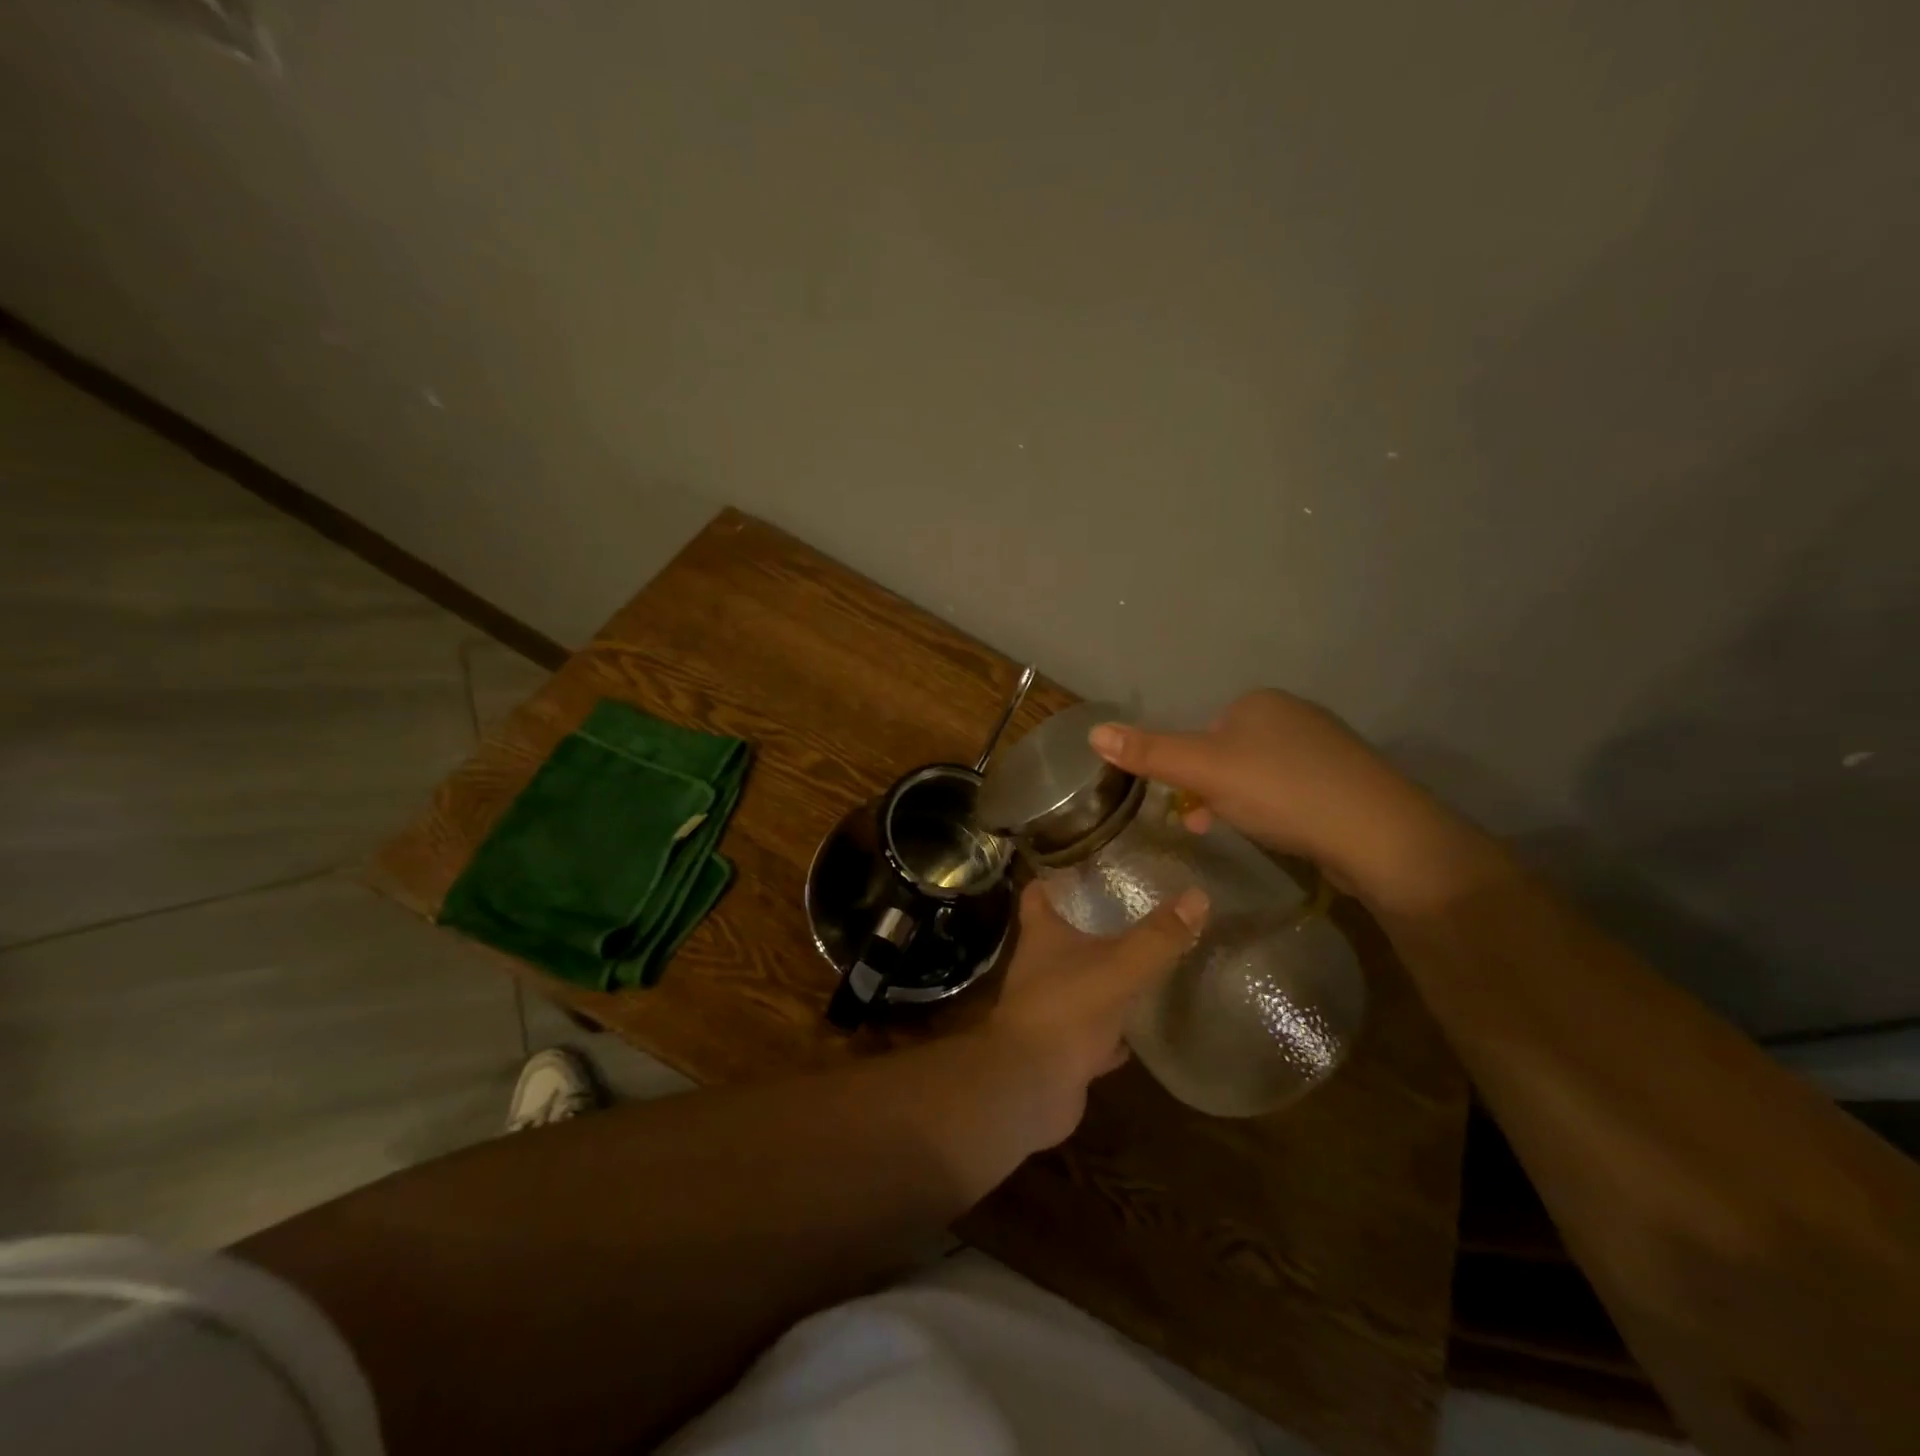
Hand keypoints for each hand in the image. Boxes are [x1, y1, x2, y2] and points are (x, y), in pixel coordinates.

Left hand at [980, 881, 1206, 1149]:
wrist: (1032, 1087)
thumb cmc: (1066, 1011)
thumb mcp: (1118, 967)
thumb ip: (1157, 937)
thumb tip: (1198, 895)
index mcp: (1042, 936)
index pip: (1038, 893)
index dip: (1054, 876)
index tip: (1083, 860)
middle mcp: (1040, 968)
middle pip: (1061, 936)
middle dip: (1089, 923)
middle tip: (1132, 907)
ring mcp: (1051, 1009)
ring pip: (1079, 982)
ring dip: (1104, 974)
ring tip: (1143, 958)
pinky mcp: (1063, 1047)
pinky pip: (1093, 1030)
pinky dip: (1114, 1027)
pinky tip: (1140, 1024)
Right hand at [1087, 689, 1476, 905]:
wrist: (1378, 835)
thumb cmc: (1282, 791)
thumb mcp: (1204, 771)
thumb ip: (1150, 753)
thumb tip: (1093, 732)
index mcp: (1260, 702)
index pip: (1203, 731)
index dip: (1188, 768)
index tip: (1186, 803)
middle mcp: (1294, 715)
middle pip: (1228, 753)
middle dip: (1211, 789)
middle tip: (1208, 824)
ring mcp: (1325, 749)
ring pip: (1259, 774)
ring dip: (1239, 803)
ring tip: (1244, 832)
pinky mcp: (1345, 783)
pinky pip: (1291, 791)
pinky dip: (1275, 811)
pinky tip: (1281, 834)